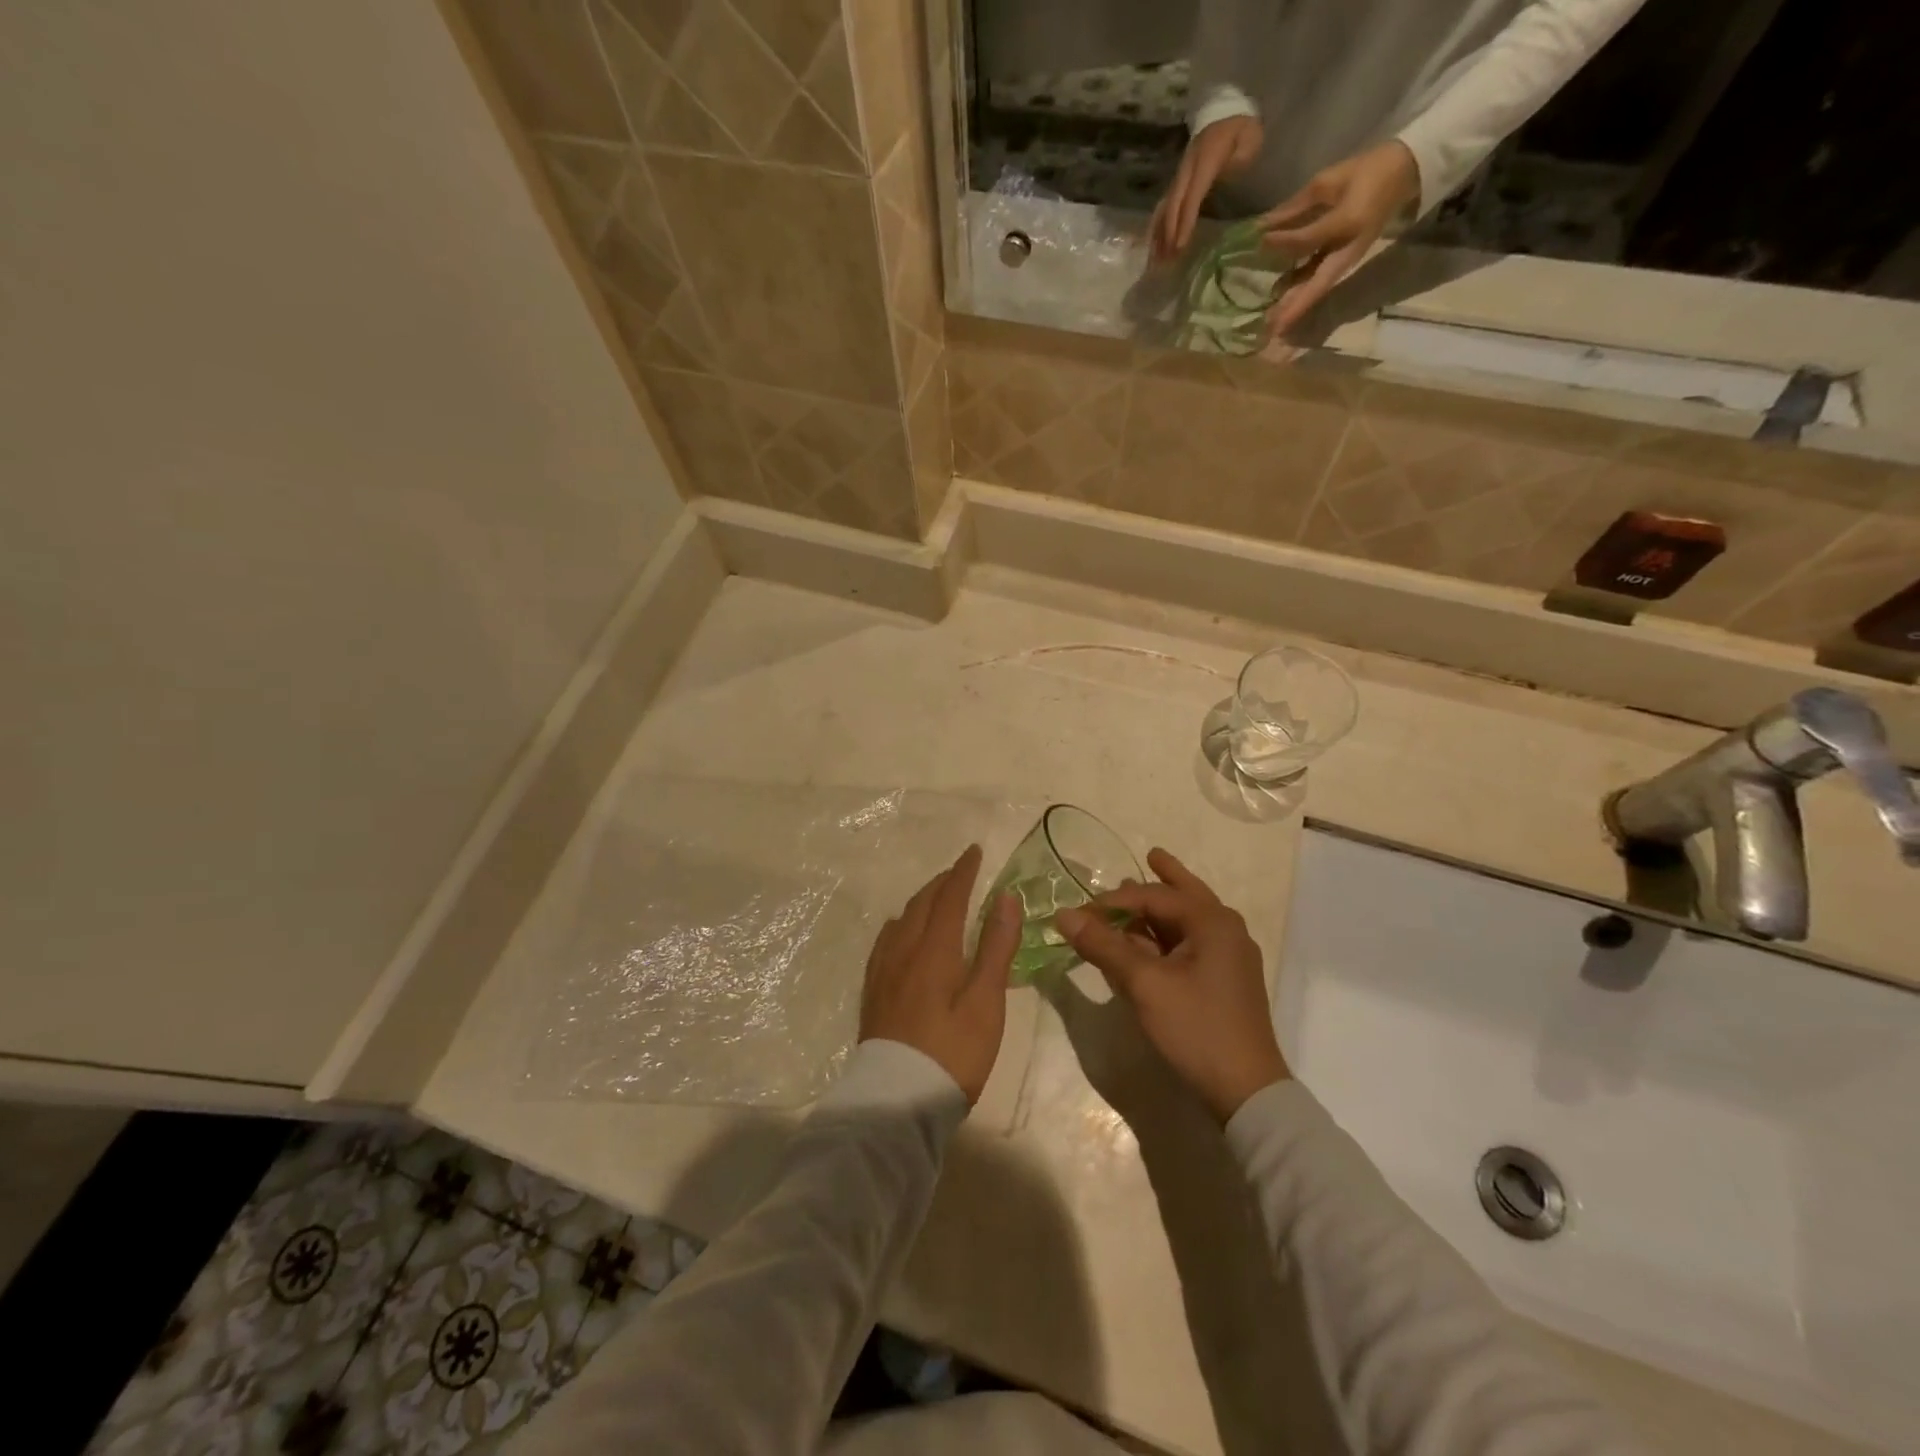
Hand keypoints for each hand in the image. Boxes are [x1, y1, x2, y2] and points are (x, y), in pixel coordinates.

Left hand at [860, 845, 1020, 1104]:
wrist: (896, 1101)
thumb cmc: (952, 1053)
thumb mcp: (986, 1003)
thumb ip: (996, 948)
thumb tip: (1006, 897)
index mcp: (934, 950)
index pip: (950, 897)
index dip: (963, 872)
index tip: (974, 851)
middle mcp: (904, 951)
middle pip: (922, 904)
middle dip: (942, 882)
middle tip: (960, 872)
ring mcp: (883, 971)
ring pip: (901, 920)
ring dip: (921, 900)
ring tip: (936, 897)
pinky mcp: (873, 991)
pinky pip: (885, 940)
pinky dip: (901, 923)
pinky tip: (901, 933)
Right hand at [1055, 848, 1287, 1122]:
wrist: (1246, 1092)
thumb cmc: (1196, 1027)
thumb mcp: (1144, 984)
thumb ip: (1104, 946)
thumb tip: (1063, 915)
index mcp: (1212, 922)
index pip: (1154, 895)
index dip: (1112, 900)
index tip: (1079, 913)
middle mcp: (1225, 931)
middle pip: (1186, 895)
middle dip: (1165, 877)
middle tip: (1150, 855)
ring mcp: (1228, 958)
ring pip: (1188, 921)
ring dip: (1161, 911)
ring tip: (1142, 895)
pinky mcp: (1224, 982)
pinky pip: (1190, 946)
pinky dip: (1166, 939)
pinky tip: (1147, 944)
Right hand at [1151, 114, 1263, 262]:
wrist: (1224, 111)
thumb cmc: (1240, 128)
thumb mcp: (1250, 137)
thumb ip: (1241, 158)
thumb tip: (1226, 179)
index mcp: (1205, 160)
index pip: (1192, 196)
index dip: (1185, 222)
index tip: (1180, 246)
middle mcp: (1186, 170)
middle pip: (1173, 205)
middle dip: (1169, 234)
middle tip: (1166, 261)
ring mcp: (1179, 176)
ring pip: (1165, 208)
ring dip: (1159, 235)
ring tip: (1156, 260)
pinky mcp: (1177, 182)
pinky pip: (1164, 207)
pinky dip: (1158, 228)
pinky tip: (1155, 247)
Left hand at [1259, 139, 1419, 337]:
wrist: (1404, 173)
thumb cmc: (1367, 172)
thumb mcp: (1330, 180)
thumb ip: (1295, 206)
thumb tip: (1262, 225)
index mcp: (1348, 221)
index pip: (1308, 239)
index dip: (1282, 241)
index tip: (1259, 240)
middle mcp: (1348, 249)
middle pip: (1318, 284)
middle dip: (1294, 307)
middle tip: (1271, 328)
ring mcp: (1347, 259)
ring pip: (1318, 288)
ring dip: (1296, 308)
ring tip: (1272, 327)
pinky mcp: (1344, 262)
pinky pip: (1320, 281)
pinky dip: (1301, 293)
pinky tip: (1280, 303)